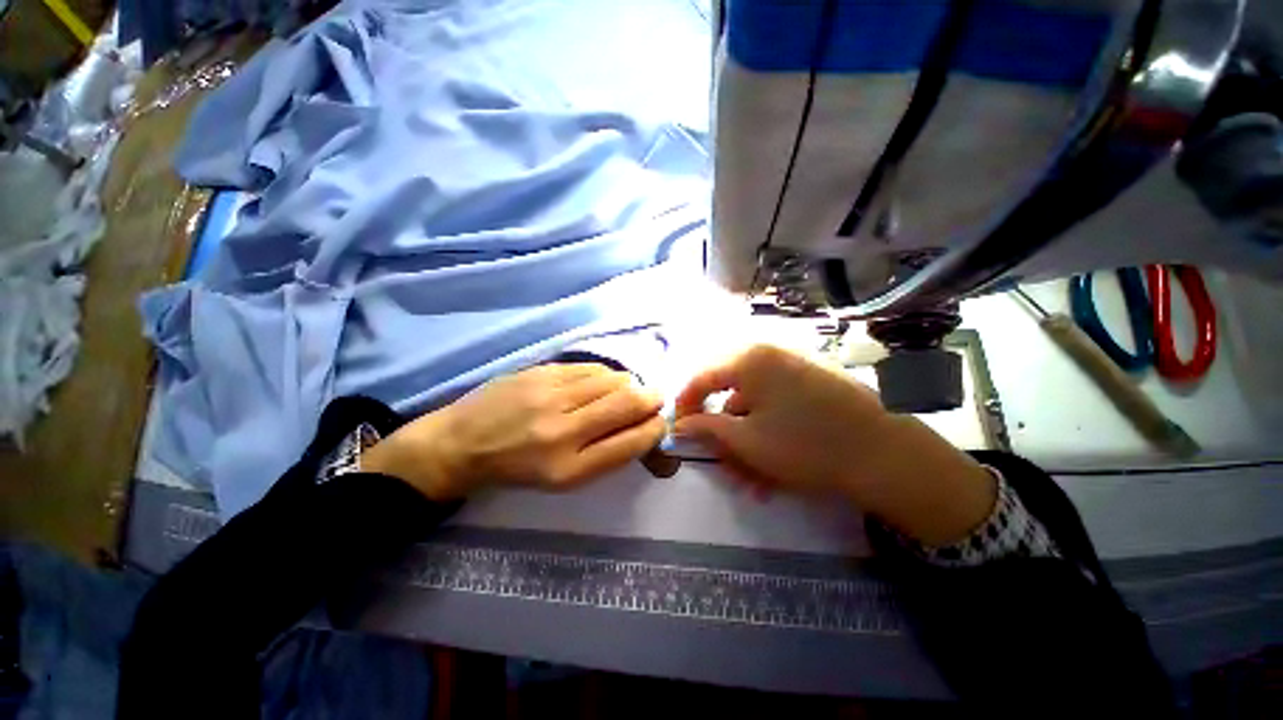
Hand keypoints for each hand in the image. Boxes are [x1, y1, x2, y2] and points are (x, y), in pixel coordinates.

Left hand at [364, 364, 665, 498]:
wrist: (461, 443)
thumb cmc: (518, 469)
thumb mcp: (564, 478)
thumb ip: (607, 454)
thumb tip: (646, 428)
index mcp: (570, 469)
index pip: (632, 442)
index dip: (655, 429)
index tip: (659, 422)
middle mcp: (563, 431)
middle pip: (628, 404)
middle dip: (652, 399)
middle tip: (654, 399)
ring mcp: (550, 395)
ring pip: (613, 379)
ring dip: (629, 385)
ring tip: (624, 392)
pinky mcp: (542, 372)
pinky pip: (592, 368)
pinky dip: (606, 375)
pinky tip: (599, 383)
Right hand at [673, 345, 995, 545]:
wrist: (887, 456)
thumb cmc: (804, 444)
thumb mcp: (746, 440)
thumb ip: (706, 427)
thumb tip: (680, 424)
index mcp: (750, 360)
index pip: (702, 377)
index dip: (685, 404)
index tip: (678, 429)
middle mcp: (770, 357)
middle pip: (731, 395)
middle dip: (724, 434)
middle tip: (724, 465)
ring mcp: (795, 370)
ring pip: (756, 408)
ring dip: (748, 443)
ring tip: (753, 480)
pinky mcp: (814, 386)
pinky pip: (779, 410)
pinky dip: (770, 436)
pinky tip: (776, 469)